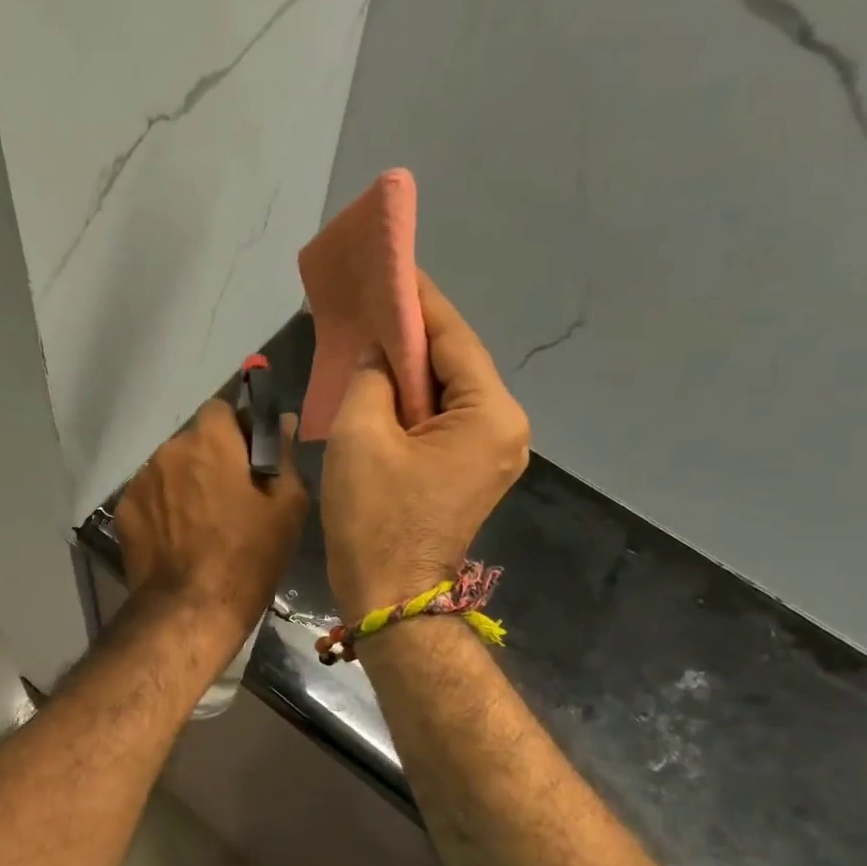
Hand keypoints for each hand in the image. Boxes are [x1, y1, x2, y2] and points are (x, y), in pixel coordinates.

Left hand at [116, 399, 308, 652]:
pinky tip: (176, 539)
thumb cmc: (249, 556)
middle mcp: (169, 449)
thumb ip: (284, 455)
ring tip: (200, 523)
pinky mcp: (124, 510)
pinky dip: (163, 508)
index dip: (236, 430)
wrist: (190, 609)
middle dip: (210, 459)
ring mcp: (141, 480)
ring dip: (184, 483)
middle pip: (193, 441)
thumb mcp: (287, 507)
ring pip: (170, 469)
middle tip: (228, 497)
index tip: (249, 459)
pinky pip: (150, 496)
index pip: (220, 409)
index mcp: (211, 440)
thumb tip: (284, 421)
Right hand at [322, 270, 529, 620]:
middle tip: (370, 304)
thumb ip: (372, 377)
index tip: (391, 266)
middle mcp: (505, 428)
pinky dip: (411, 404)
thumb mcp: (361, 436)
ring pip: (446, 394)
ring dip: (408, 371)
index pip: (452, 337)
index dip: (418, 300)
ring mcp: (492, 454)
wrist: (390, 598)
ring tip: (369, 341)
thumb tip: (380, 357)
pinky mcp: (470, 473)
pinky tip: (381, 389)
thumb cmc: (375, 519)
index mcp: (490, 414)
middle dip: (411, 336)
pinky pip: (441, 422)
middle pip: (454, 365)